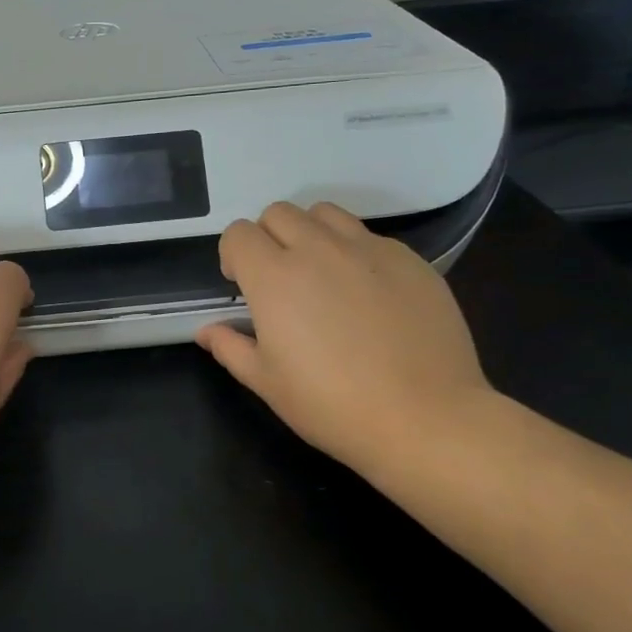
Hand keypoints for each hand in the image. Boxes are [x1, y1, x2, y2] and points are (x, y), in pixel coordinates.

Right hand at [197, 202, 494, 493]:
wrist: (425, 418)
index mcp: (274, 277)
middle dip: (268, 238)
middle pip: (279, 213)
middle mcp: (318, 249)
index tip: (243, 287)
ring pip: (325, 214)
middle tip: (280, 280)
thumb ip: (230, 347)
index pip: (239, 233)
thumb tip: (207, 330)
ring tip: (322, 274)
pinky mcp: (410, 259)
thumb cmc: (332, 405)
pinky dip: (355, 252)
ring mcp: (368, 249)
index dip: (233, 255)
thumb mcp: (267, 383)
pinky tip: (368, 294)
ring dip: (311, 234)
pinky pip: (370, 237)